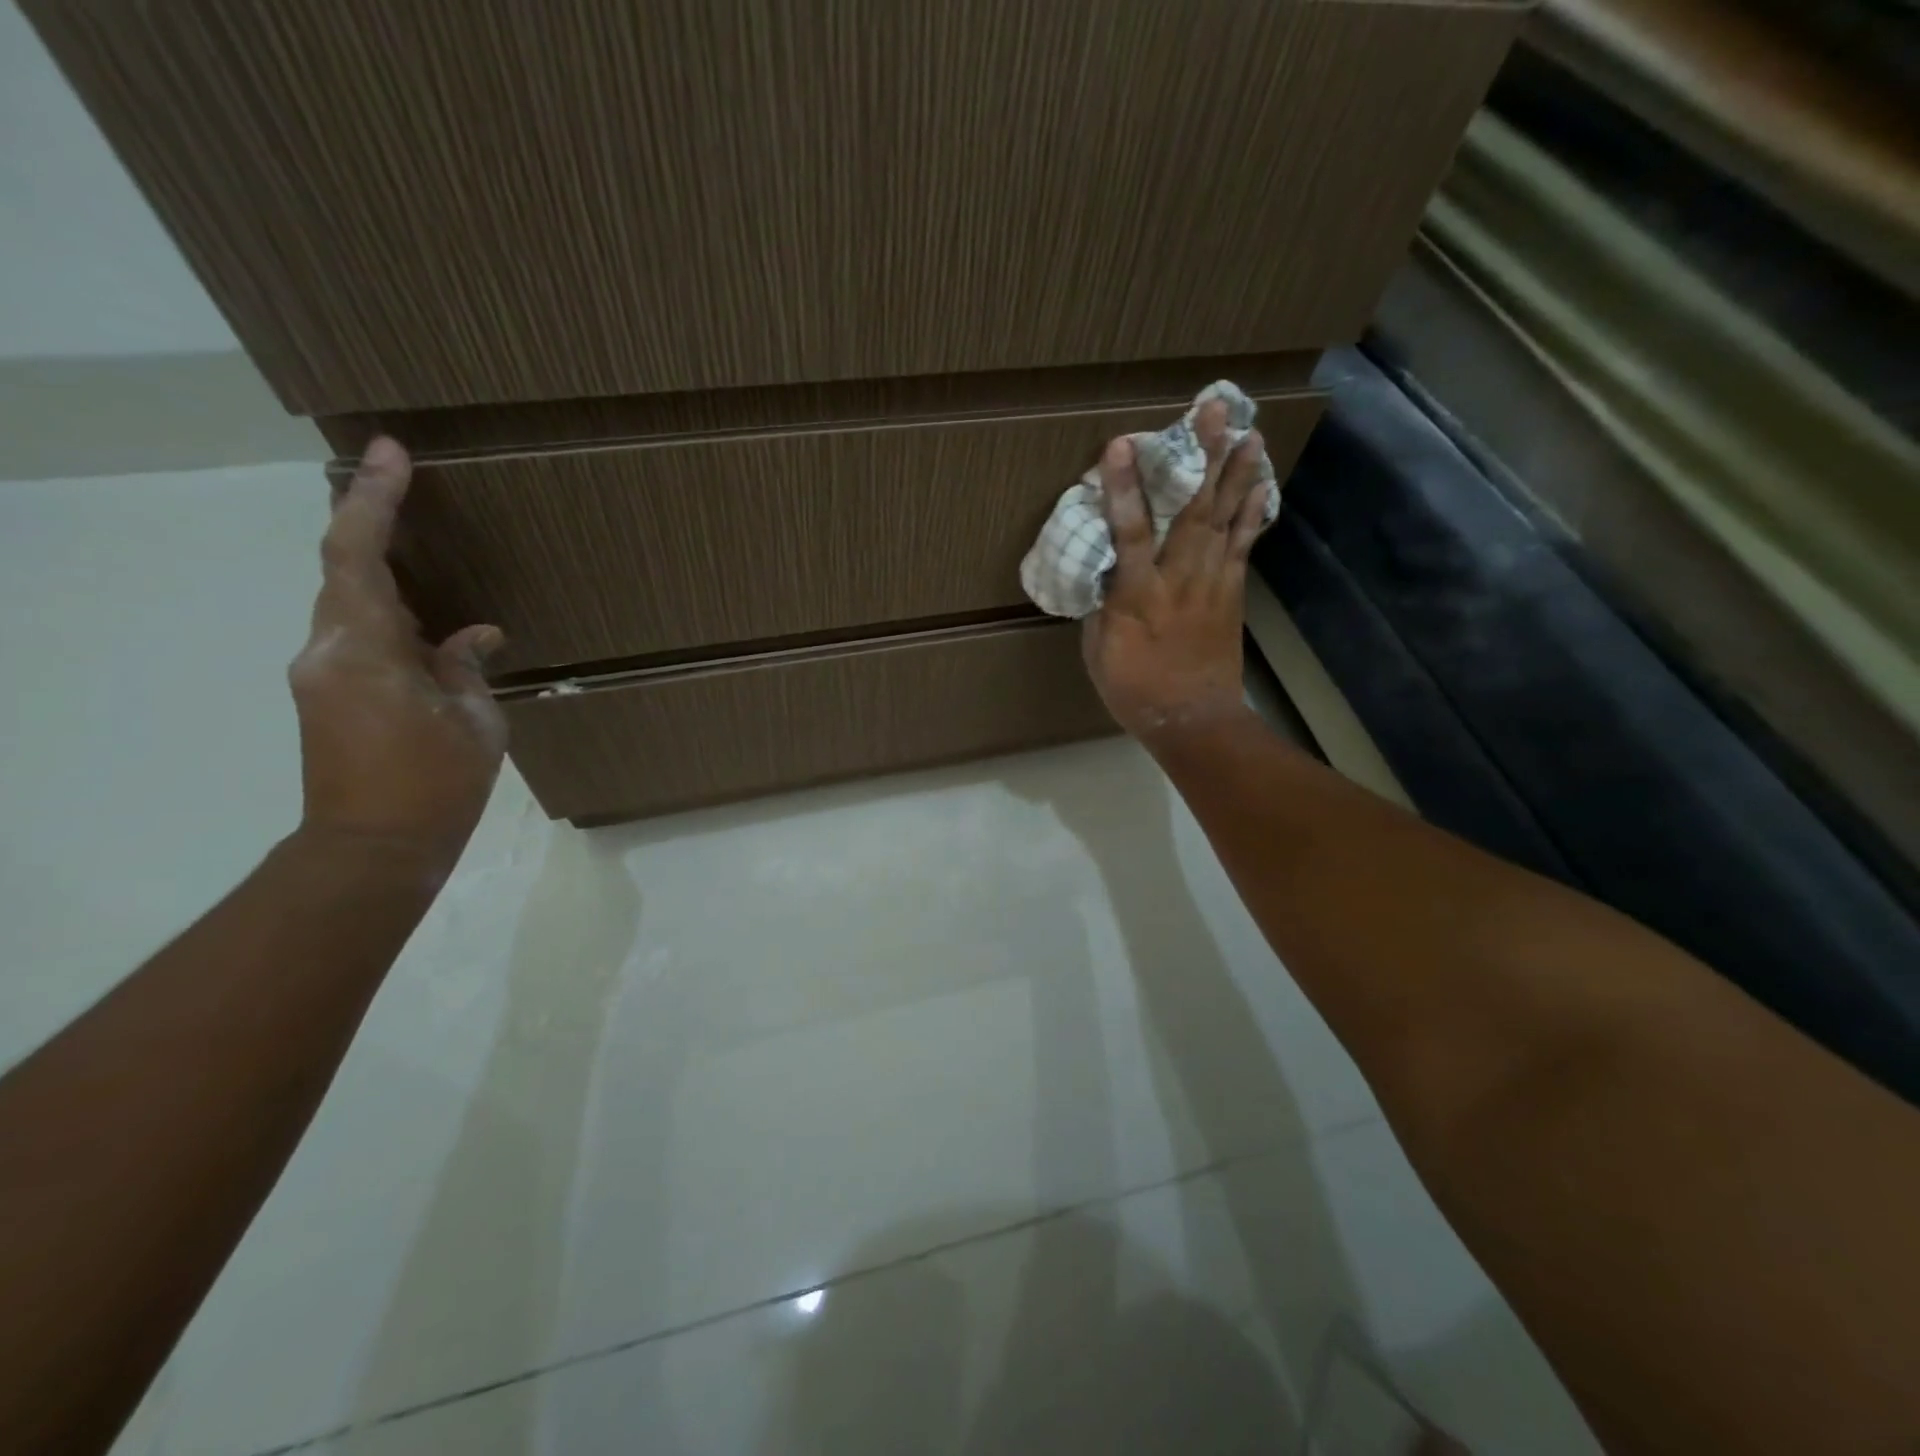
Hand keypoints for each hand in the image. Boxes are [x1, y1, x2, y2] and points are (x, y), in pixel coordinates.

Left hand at [288, 438, 506, 867]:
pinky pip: (358, 634)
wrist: (373, 848)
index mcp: (363, 651)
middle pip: (343, 569)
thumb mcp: (474, 721)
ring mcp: (321, 673)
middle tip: (402, 479)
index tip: (390, 453)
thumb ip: (467, 667)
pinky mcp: (329, 694)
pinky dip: (390, 614)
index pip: (356, 555)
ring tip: (420, 543)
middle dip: (369, 520)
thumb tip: (473, 636)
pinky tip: (432, 626)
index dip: (372, 500)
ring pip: (350, 601)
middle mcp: (327, 650)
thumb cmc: (435, 784)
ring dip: (380, 568)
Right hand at [1082, 402, 1269, 745]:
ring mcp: (1212, 583)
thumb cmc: (1135, 689)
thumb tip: (1105, 569)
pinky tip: (1261, 484)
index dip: (1124, 488)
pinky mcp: (1232, 593)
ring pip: (1226, 519)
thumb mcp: (1099, 651)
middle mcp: (1179, 579)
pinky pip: (1244, 545)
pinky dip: (1253, 513)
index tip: (1121, 445)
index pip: (1129, 533)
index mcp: (1138, 596)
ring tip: (1249, 432)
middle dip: (1202, 457)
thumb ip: (1102, 604)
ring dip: (1237, 474)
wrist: (1193, 720)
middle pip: (1192, 510)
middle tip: (1213, 410)